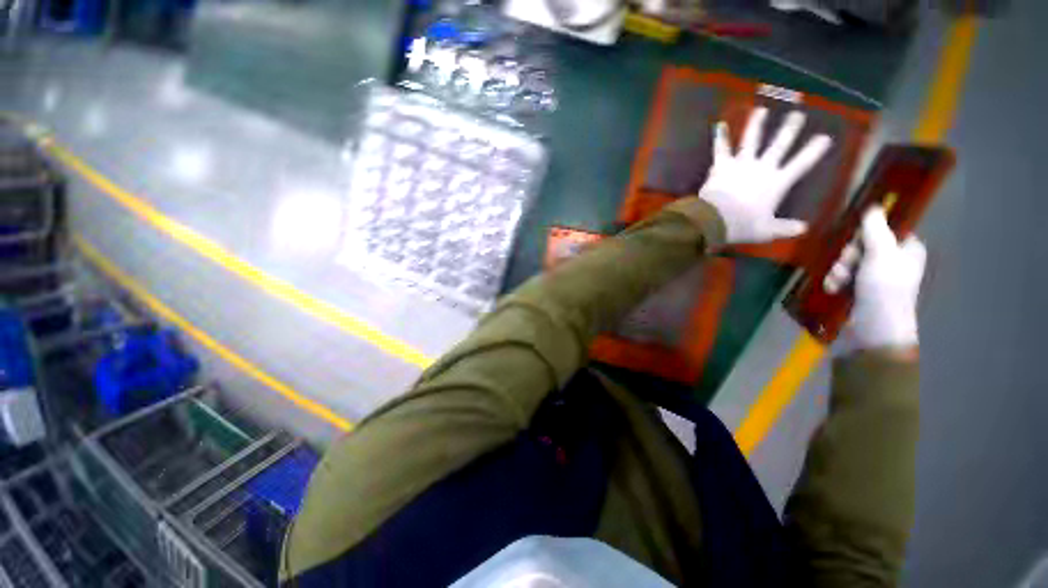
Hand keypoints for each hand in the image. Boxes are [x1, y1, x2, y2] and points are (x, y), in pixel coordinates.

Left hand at [699, 108, 832, 243]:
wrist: (715, 219)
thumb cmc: (743, 226)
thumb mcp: (766, 231)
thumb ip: (785, 228)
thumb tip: (803, 229)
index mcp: (777, 182)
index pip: (802, 163)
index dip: (814, 150)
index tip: (825, 137)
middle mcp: (762, 168)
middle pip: (779, 145)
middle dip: (789, 129)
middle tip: (797, 114)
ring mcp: (741, 164)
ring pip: (751, 140)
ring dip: (757, 124)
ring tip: (761, 110)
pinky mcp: (722, 166)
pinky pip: (721, 149)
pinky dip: (719, 137)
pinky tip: (719, 124)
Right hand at [824, 206, 926, 351]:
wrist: (872, 332)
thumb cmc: (884, 291)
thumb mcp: (881, 256)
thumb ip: (875, 230)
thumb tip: (873, 206)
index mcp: (906, 251)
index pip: (884, 230)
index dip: (866, 233)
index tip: (858, 240)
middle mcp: (891, 262)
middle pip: (861, 245)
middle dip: (848, 256)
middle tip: (848, 266)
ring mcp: (874, 278)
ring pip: (848, 261)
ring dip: (838, 270)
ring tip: (839, 282)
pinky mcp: (857, 291)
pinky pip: (841, 277)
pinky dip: (834, 282)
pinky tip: (833, 289)